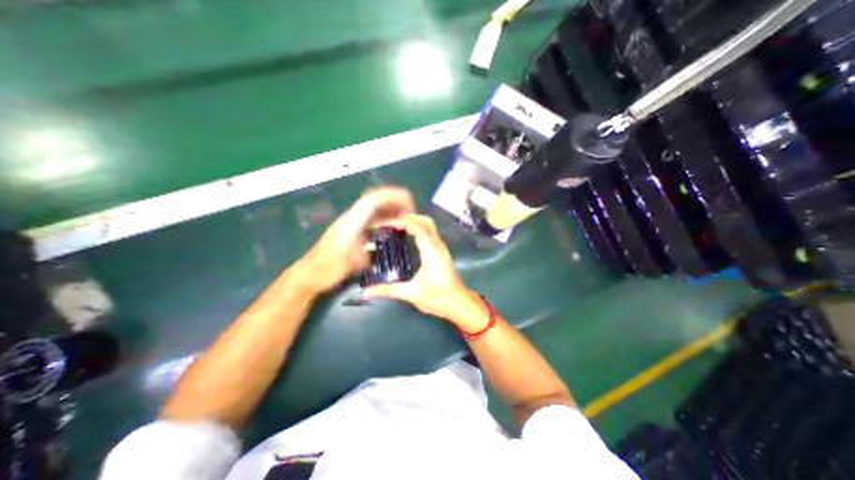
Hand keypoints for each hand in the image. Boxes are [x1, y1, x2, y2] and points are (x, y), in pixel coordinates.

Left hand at [294, 185, 414, 291]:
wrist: (309, 274)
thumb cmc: (327, 269)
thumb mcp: (350, 264)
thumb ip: (367, 255)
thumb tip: (380, 249)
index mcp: (351, 222)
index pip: (373, 200)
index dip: (392, 197)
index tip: (408, 204)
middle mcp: (351, 218)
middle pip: (375, 200)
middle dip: (394, 200)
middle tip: (410, 210)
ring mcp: (351, 222)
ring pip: (374, 208)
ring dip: (390, 208)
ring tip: (405, 216)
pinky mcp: (352, 229)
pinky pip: (372, 218)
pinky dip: (385, 218)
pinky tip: (392, 226)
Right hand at [358, 214, 484, 330]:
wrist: (459, 304)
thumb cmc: (438, 298)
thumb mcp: (412, 294)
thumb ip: (388, 290)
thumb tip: (366, 292)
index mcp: (431, 252)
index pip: (418, 228)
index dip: (402, 222)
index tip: (386, 223)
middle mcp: (438, 246)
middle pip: (426, 221)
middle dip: (408, 217)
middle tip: (390, 221)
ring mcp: (441, 247)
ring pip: (429, 225)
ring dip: (414, 221)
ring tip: (396, 225)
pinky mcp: (441, 251)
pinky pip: (430, 232)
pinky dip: (418, 228)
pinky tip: (407, 235)